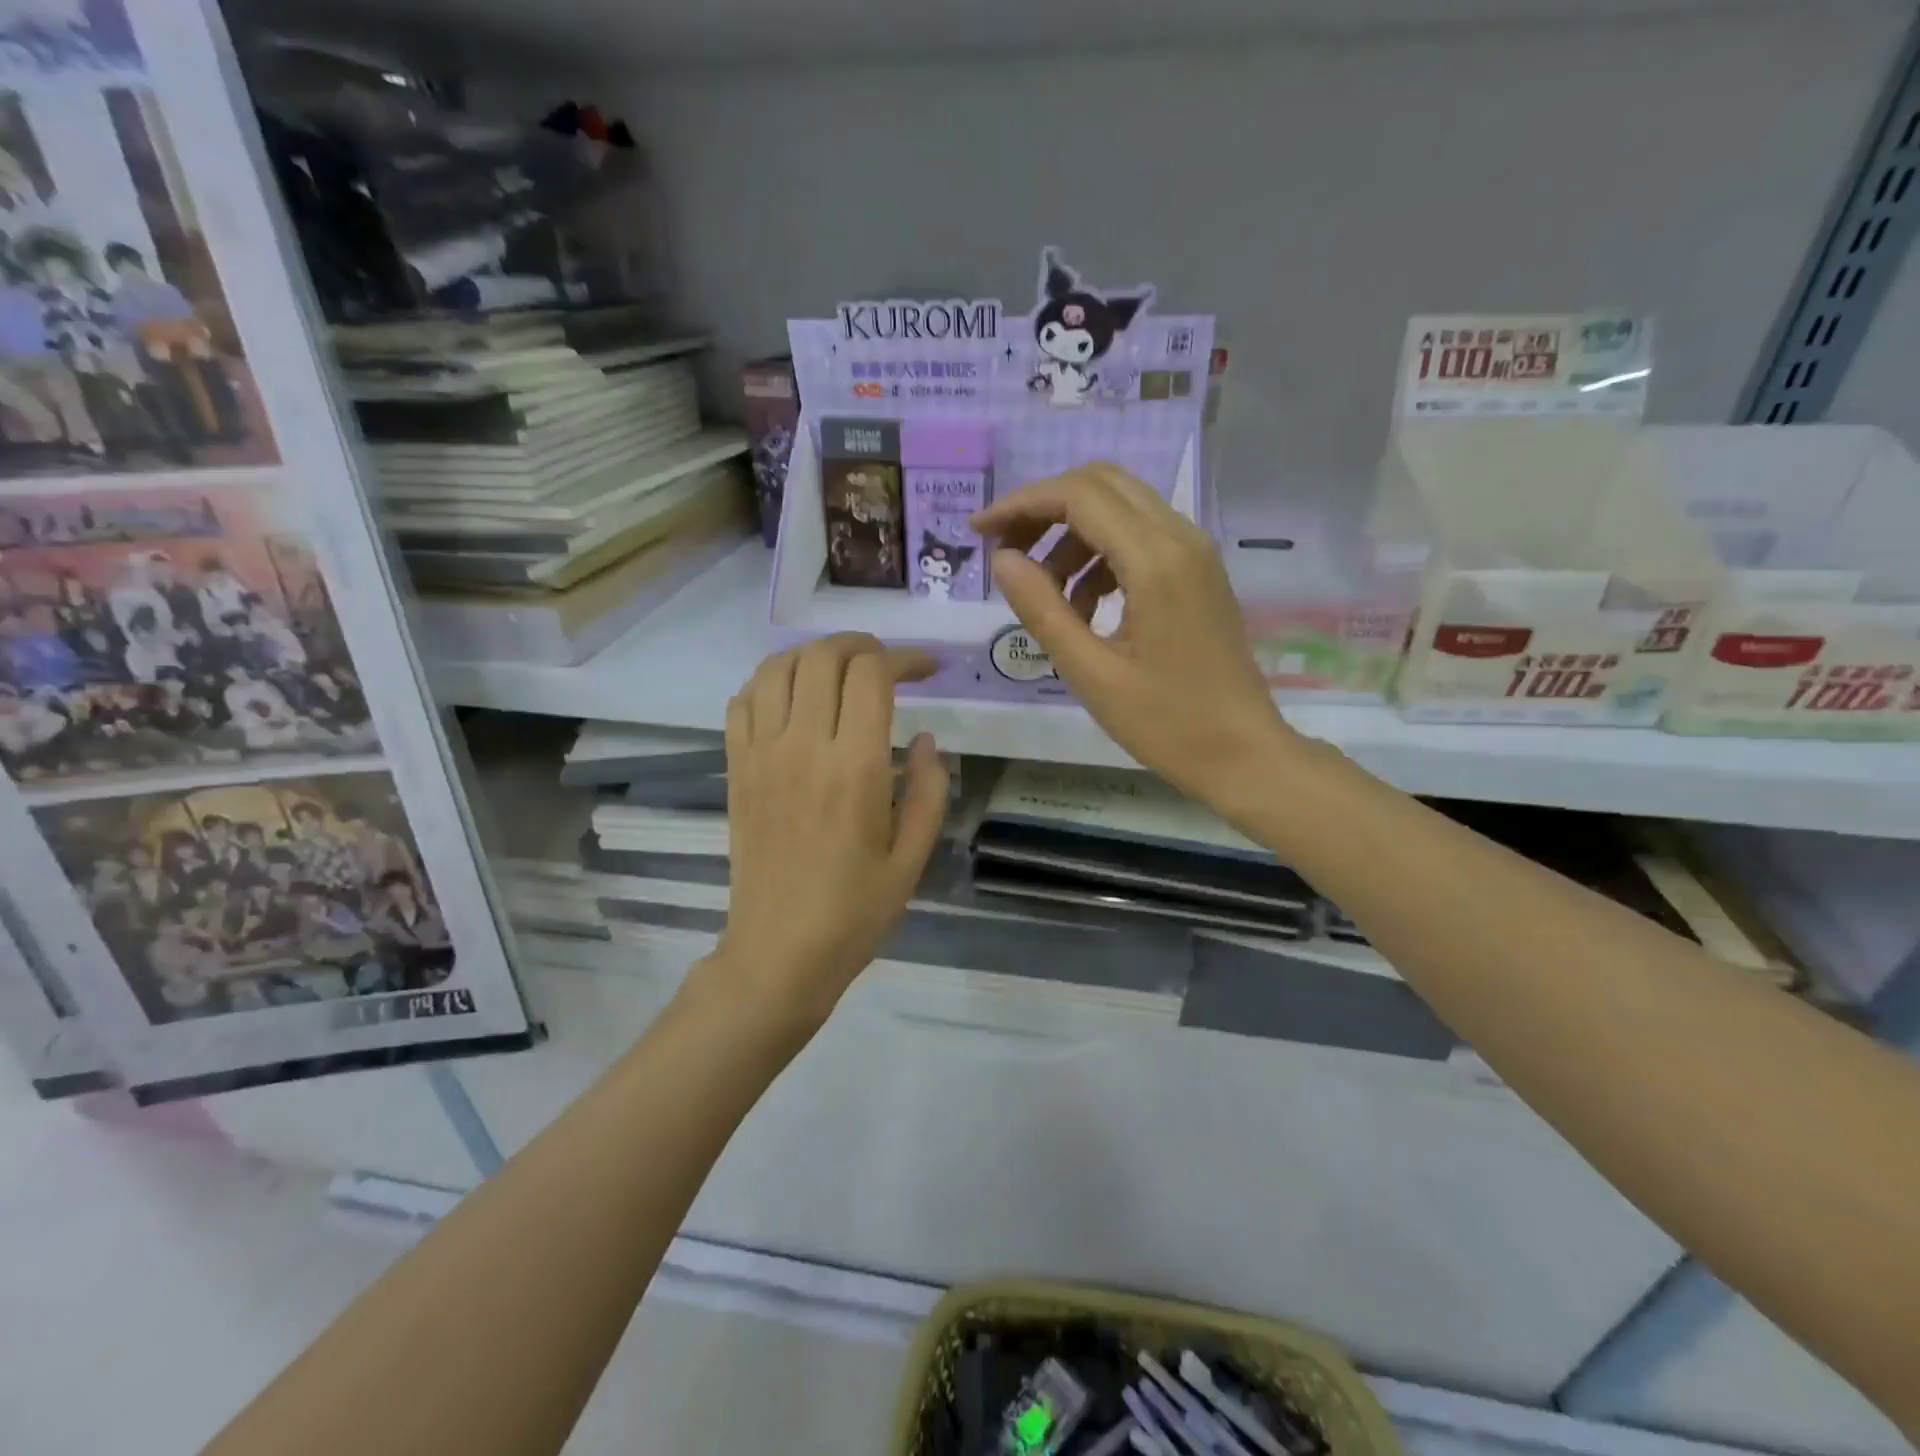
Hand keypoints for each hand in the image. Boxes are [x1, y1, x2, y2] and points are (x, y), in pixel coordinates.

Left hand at [714, 634, 949, 1030]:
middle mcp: (802, 747)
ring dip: (813, 656)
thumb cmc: (855, 912)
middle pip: (822, 656)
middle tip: (886, 664)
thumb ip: (929, 792)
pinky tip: (793, 700)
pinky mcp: (736, 768)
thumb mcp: (912, 858)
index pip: (871, 674)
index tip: (926, 670)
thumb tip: (926, 740)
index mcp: (854, 767)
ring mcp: (761, 754)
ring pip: (777, 667)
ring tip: (840, 672)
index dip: (903, 658)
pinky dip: (769, 682)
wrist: (779, 952)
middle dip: (861, 646)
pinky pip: (742, 701)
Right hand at [972, 463, 1296, 809]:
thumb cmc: (1166, 723)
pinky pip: (1140, 536)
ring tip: (1045, 594)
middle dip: (1045, 508)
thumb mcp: (1090, 673)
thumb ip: (1042, 609)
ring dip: (1071, 535)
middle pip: (1101, 484)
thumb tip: (1002, 559)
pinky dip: (1100, 556)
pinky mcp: (1198, 570)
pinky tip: (1084, 608)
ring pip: (1120, 507)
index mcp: (1155, 561)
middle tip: (1007, 551)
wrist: (1243, 752)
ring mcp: (1195, 552)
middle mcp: (1180, 538)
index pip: (1078, 495)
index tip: (980, 530)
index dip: (1022, 503)